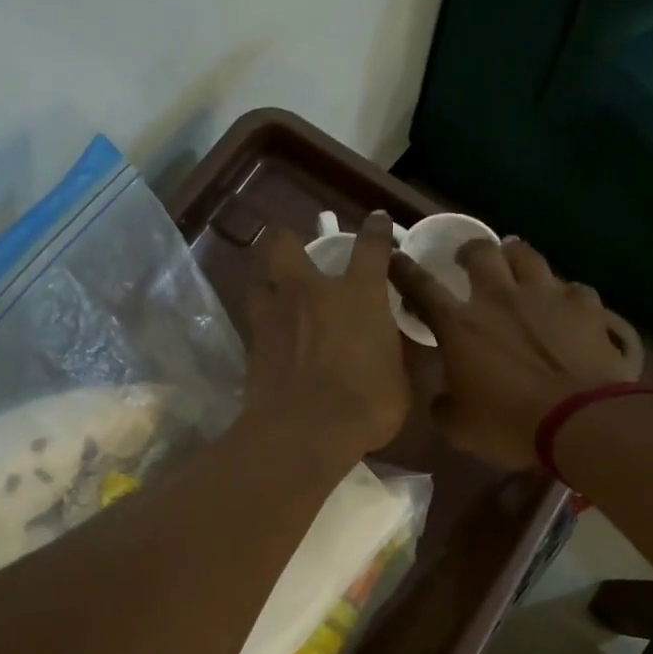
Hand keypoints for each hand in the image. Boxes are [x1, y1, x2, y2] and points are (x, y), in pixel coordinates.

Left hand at [243, 211, 411, 465]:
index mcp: (359, 295)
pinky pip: (254, 319)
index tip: (377, 222)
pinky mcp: (252, 343)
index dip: (376, 230)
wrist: (305, 432)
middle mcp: (311, 292)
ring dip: (268, 280)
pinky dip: (263, 322)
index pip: (371, 247)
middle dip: (289, 241)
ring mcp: (275, 314)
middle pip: (285, 243)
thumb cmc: (366, 405)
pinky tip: (271, 336)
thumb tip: (394, 350)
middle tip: (299, 256)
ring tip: (278, 294)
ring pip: (259, 276)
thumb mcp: (400, 382)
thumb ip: (395, 356)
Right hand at [390, 237, 637, 468]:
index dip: (404, 270)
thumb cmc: (509, 425)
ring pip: (527, 255)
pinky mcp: (585, 305)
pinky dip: (564, 294)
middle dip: (470, 251)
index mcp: (460, 325)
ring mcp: (546, 295)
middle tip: (468, 259)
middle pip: (480, 252)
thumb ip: (444, 404)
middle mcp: (499, 297)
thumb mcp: (459, 427)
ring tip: (515, 260)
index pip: (422, 286)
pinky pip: (572, 287)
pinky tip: (566, 305)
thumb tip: (444, 396)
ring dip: (515, 255)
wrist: (580, 422)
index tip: (395, 256)